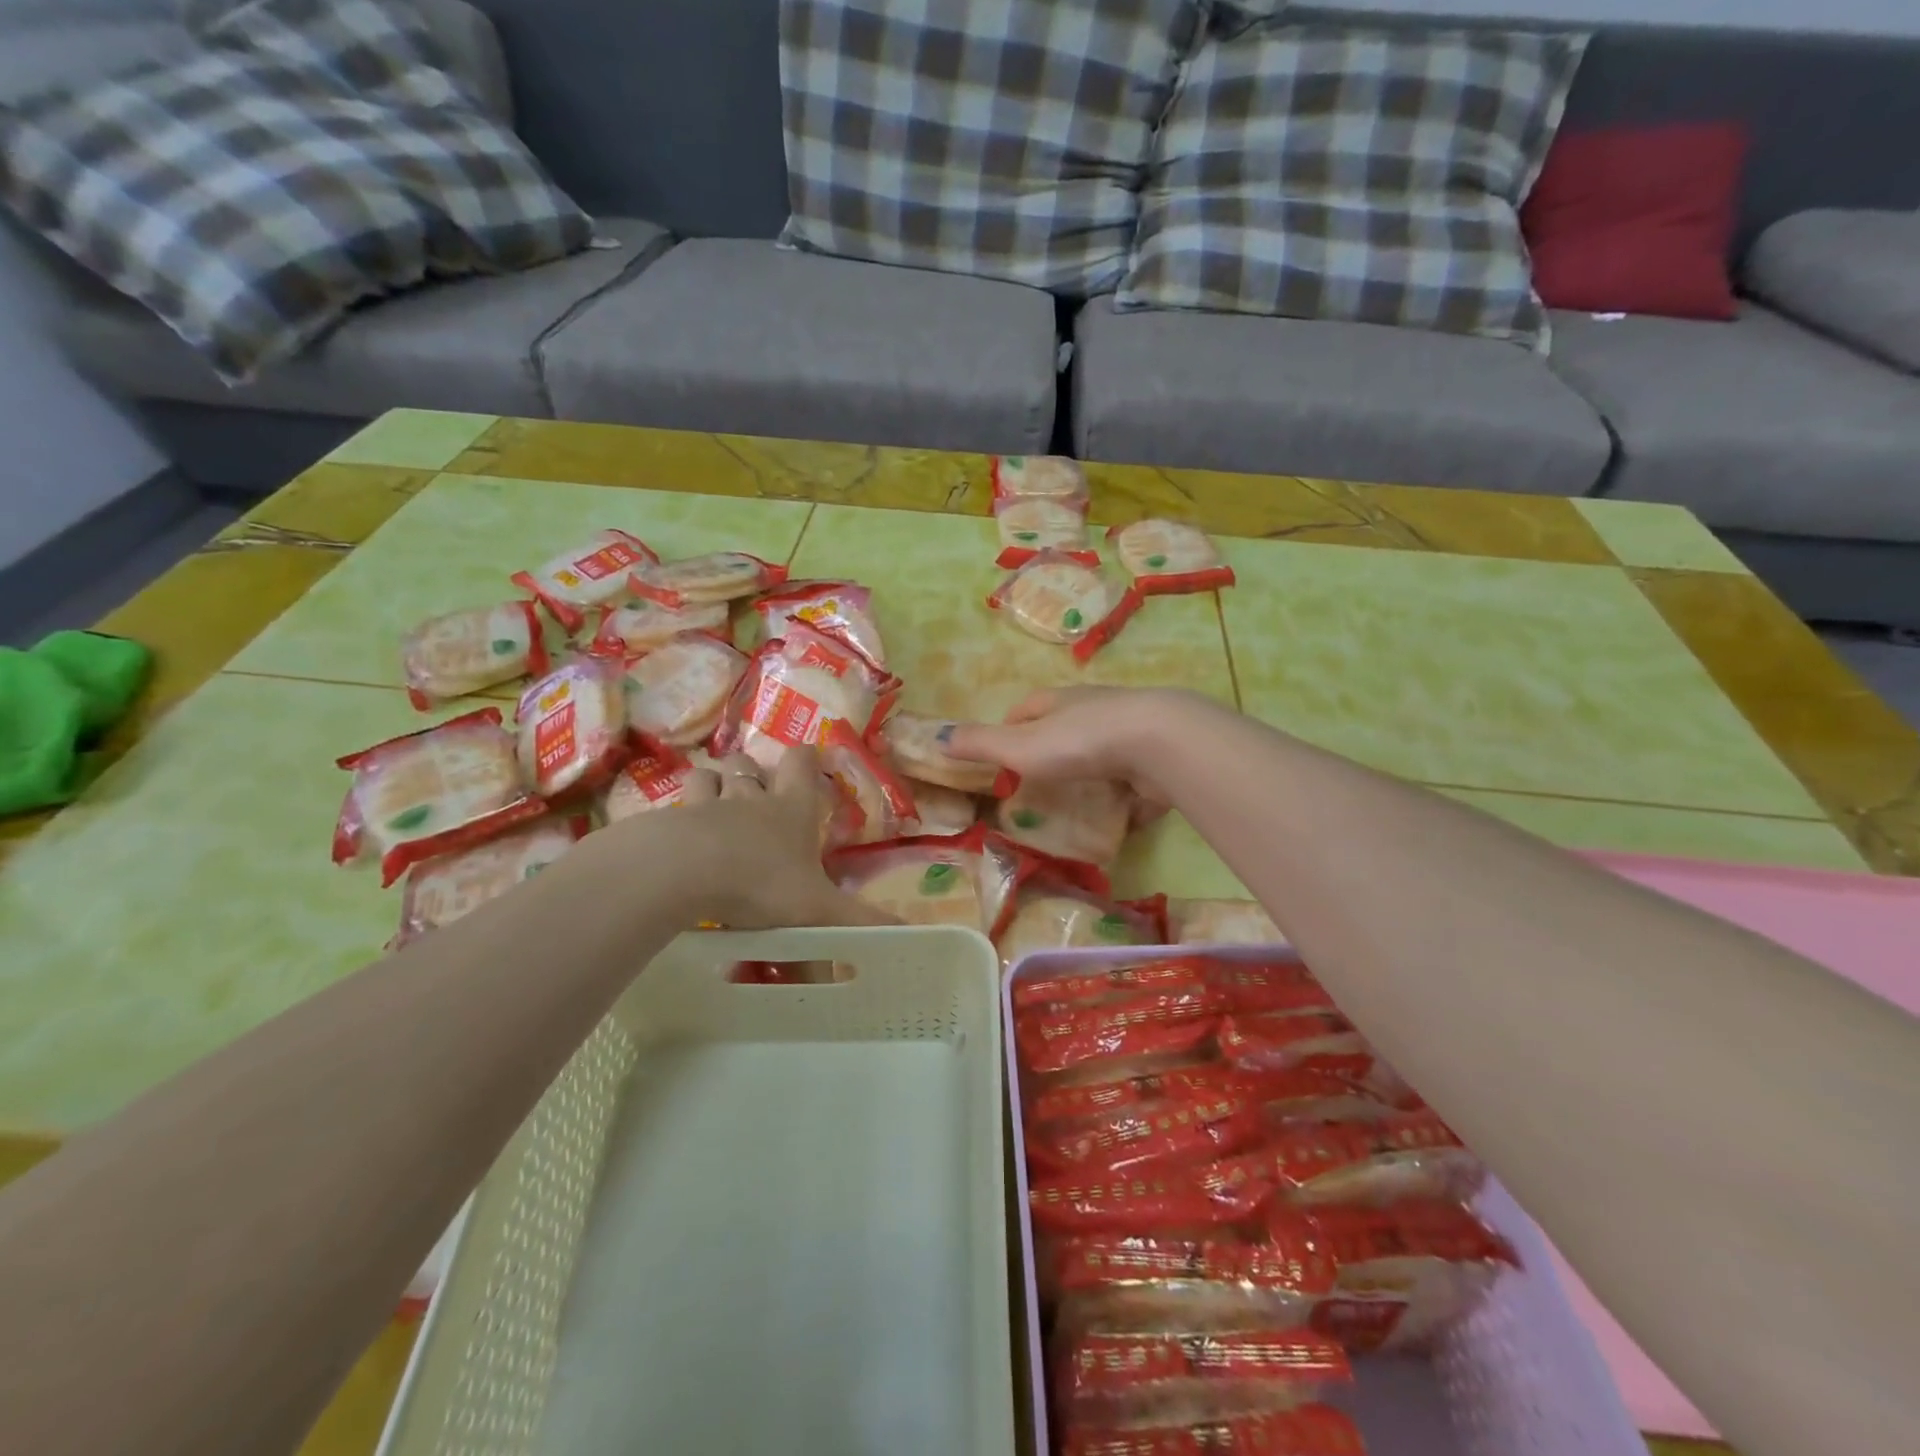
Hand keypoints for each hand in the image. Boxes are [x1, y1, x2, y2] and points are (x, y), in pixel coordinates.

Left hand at [600, 746, 894, 929]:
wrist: (681, 872)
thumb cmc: (760, 883)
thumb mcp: (819, 909)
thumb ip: (860, 922)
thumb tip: (908, 934)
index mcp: (790, 809)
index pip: (801, 763)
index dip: (806, 758)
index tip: (810, 761)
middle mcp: (749, 798)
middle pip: (748, 765)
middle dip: (752, 772)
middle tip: (755, 791)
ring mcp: (704, 805)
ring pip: (708, 776)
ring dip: (713, 784)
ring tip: (714, 805)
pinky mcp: (667, 822)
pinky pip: (672, 807)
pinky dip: (677, 815)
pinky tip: (677, 835)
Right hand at [944, 686, 1214, 808]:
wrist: (1158, 744)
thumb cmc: (1079, 741)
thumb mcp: (1019, 745)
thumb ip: (980, 744)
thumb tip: (938, 736)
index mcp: (1060, 702)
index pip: (1026, 708)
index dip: (1011, 728)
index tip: (1001, 757)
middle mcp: (1095, 711)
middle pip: (1066, 730)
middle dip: (1051, 755)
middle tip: (1036, 788)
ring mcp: (1130, 735)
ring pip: (1102, 756)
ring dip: (1089, 777)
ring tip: (1075, 810)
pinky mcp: (1157, 761)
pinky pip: (1136, 783)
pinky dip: (1126, 800)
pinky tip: (1119, 823)